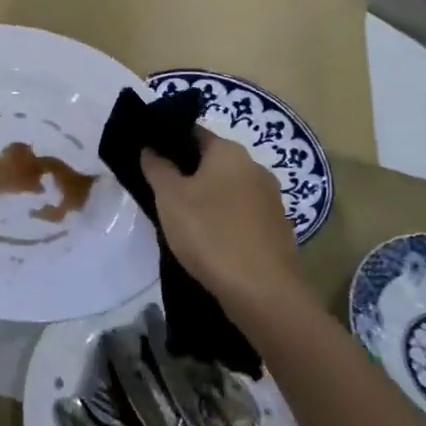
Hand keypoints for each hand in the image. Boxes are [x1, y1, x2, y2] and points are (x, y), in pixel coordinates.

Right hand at [140, 128, 307, 316]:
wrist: (263, 292)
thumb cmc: (210, 233)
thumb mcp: (170, 198)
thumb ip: (157, 168)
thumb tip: (150, 148)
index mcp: (230, 152)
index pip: (194, 133)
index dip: (169, 142)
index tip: (149, 159)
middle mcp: (255, 168)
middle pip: (212, 162)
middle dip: (187, 174)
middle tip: (160, 193)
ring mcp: (270, 200)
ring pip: (228, 190)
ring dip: (207, 199)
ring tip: (181, 221)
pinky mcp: (276, 230)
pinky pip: (242, 216)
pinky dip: (224, 222)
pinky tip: (209, 242)